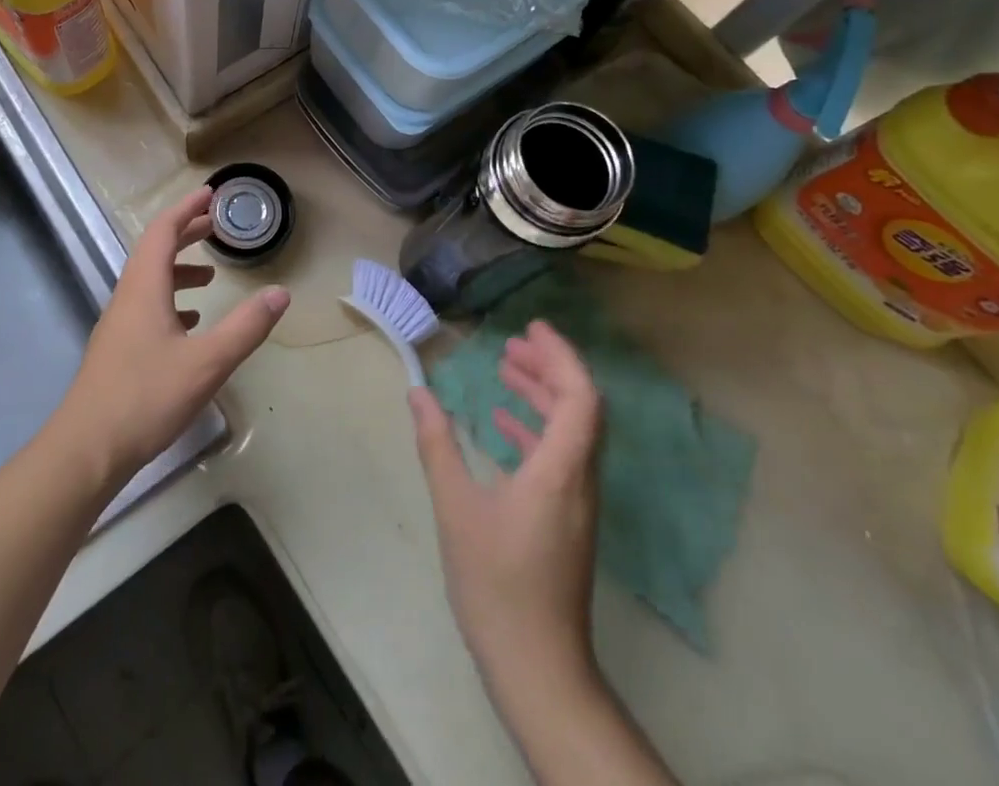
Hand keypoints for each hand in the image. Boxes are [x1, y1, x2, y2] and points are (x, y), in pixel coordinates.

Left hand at [58, 186, 288, 488]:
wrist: (86, 451)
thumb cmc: (145, 398)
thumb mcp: (206, 362)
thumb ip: (245, 327)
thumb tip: (280, 293)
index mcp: (144, 288)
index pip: (163, 232)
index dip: (186, 209)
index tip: (210, 194)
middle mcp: (127, 298)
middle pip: (155, 251)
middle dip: (185, 233)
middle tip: (216, 225)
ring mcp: (118, 326)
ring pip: (149, 282)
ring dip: (179, 269)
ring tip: (210, 275)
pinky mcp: (117, 351)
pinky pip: (146, 308)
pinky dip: (171, 301)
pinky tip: (189, 325)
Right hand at [409, 320, 603, 689]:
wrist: (537, 668)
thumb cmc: (497, 584)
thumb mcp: (457, 509)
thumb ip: (438, 445)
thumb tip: (418, 393)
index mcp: (561, 470)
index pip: (580, 396)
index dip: (561, 356)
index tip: (531, 329)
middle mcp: (579, 479)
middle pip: (580, 407)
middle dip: (549, 368)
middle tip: (512, 344)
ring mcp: (577, 502)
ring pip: (571, 431)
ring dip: (543, 396)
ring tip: (505, 370)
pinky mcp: (567, 520)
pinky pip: (561, 457)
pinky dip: (536, 429)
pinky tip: (502, 426)